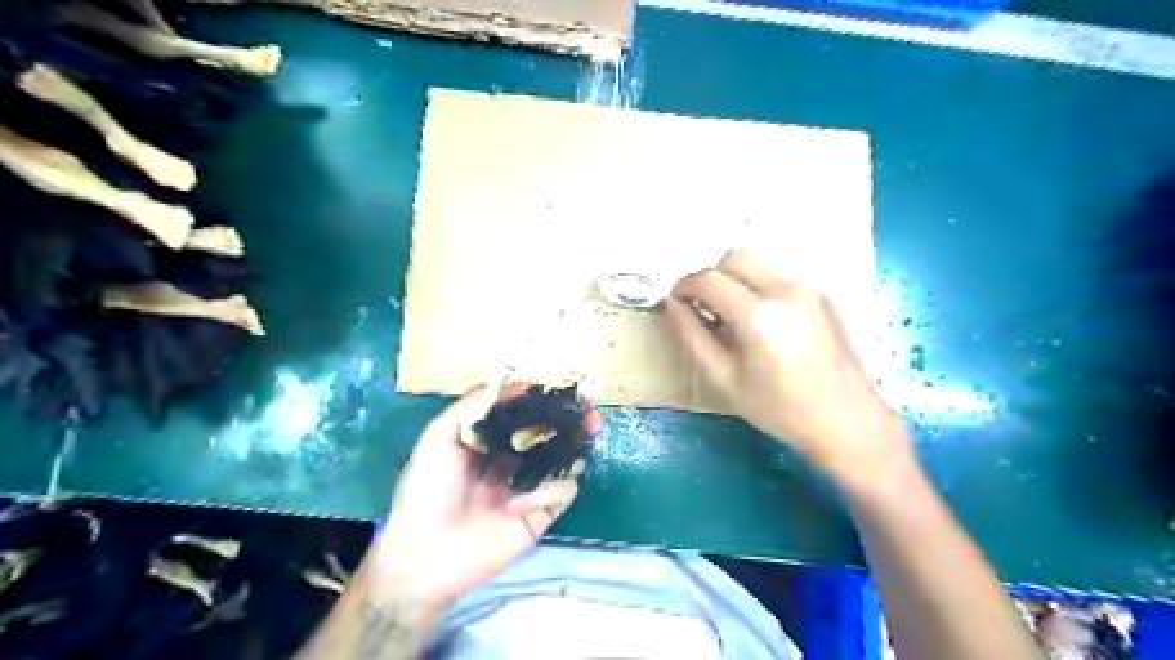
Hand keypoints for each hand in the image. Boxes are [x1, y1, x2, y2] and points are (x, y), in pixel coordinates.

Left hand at [365, 387, 587, 614]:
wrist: (424, 555)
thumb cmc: (427, 491)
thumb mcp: (439, 438)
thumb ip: (473, 406)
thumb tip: (518, 382)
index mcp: (491, 441)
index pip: (525, 414)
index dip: (544, 401)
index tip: (562, 389)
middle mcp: (515, 460)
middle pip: (552, 435)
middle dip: (572, 421)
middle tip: (590, 413)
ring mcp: (530, 486)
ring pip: (566, 460)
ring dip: (574, 448)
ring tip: (584, 436)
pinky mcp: (541, 513)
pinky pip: (563, 492)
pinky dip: (549, 491)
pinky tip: (521, 503)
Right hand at [658, 251, 906, 487]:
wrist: (845, 420)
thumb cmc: (778, 408)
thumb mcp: (723, 379)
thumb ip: (690, 336)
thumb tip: (668, 305)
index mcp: (758, 314)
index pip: (708, 279)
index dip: (683, 287)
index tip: (675, 304)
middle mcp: (784, 290)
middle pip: (733, 258)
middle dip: (709, 277)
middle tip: (702, 310)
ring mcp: (807, 289)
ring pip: (756, 265)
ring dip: (733, 282)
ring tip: (732, 320)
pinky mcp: (821, 295)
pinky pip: (776, 279)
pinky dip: (757, 290)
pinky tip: (764, 327)